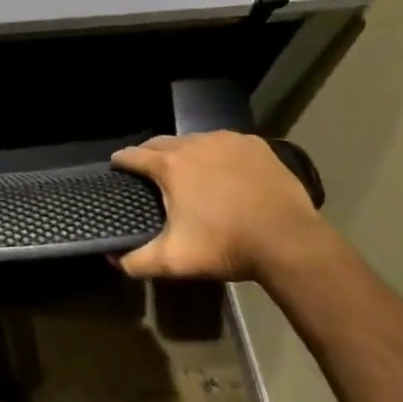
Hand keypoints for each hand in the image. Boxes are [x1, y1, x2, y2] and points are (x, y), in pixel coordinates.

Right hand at [110, 131, 323, 281]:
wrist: (289, 240)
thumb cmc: (226, 245)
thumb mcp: (176, 260)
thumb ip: (139, 260)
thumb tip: (113, 260)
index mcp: (170, 165)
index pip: (133, 155)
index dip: (121, 161)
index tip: (117, 167)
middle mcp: (194, 144)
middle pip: (161, 143)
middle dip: (151, 154)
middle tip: (150, 171)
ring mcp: (226, 140)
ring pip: (195, 141)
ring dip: (186, 153)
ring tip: (189, 172)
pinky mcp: (254, 145)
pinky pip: (226, 144)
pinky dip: (219, 154)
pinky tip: (226, 172)